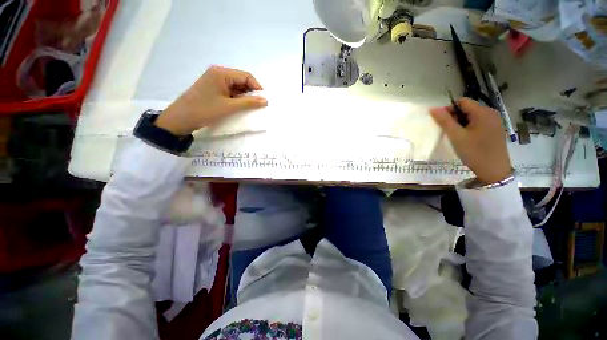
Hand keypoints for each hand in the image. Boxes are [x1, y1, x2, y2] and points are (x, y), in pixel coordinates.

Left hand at [155, 66, 267, 135]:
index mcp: (221, 73)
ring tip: (250, 108)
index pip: (246, 76)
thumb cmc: (205, 110)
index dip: (257, 88)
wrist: (181, 119)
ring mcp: (215, 81)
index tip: (263, 101)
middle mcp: (218, 73)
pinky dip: (237, 98)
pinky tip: (240, 107)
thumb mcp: (229, 107)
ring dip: (244, 96)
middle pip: (241, 80)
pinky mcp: (213, 89)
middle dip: (251, 92)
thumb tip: (265, 100)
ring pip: (236, 87)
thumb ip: (249, 103)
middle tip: (258, 106)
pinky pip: (230, 91)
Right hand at [429, 98, 511, 183]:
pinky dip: (469, 127)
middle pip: (467, 108)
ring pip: (472, 116)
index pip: (462, 102)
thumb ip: (444, 121)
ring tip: (457, 136)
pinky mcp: (495, 129)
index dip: (449, 109)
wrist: (494, 170)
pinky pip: (478, 122)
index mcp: (483, 112)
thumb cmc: (474, 152)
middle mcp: (491, 113)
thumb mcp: (456, 136)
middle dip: (455, 117)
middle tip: (449, 132)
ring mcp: (494, 121)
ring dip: (461, 123)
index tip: (442, 122)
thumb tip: (433, 108)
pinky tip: (466, 139)